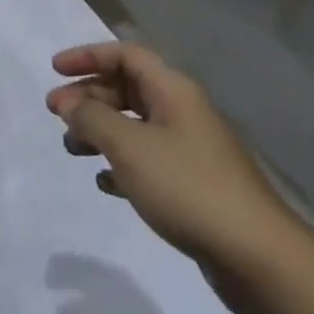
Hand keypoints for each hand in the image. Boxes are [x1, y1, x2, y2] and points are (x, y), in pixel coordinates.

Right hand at [47, 41, 313, 313]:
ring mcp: (191, 150)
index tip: (55, 70)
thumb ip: (91, 117)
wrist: (258, 258)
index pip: (125, 55)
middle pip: (127, 88)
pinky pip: (148, 160)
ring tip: (72, 149)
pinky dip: (121, 164)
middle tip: (56, 114)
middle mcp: (182, 112)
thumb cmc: (187, 187)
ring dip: (100, 131)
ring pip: (134, 125)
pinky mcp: (194, 186)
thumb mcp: (127, 145)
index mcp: (173, 91)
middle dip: (88, 97)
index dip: (88, 56)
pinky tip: (105, 183)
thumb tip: (70, 103)